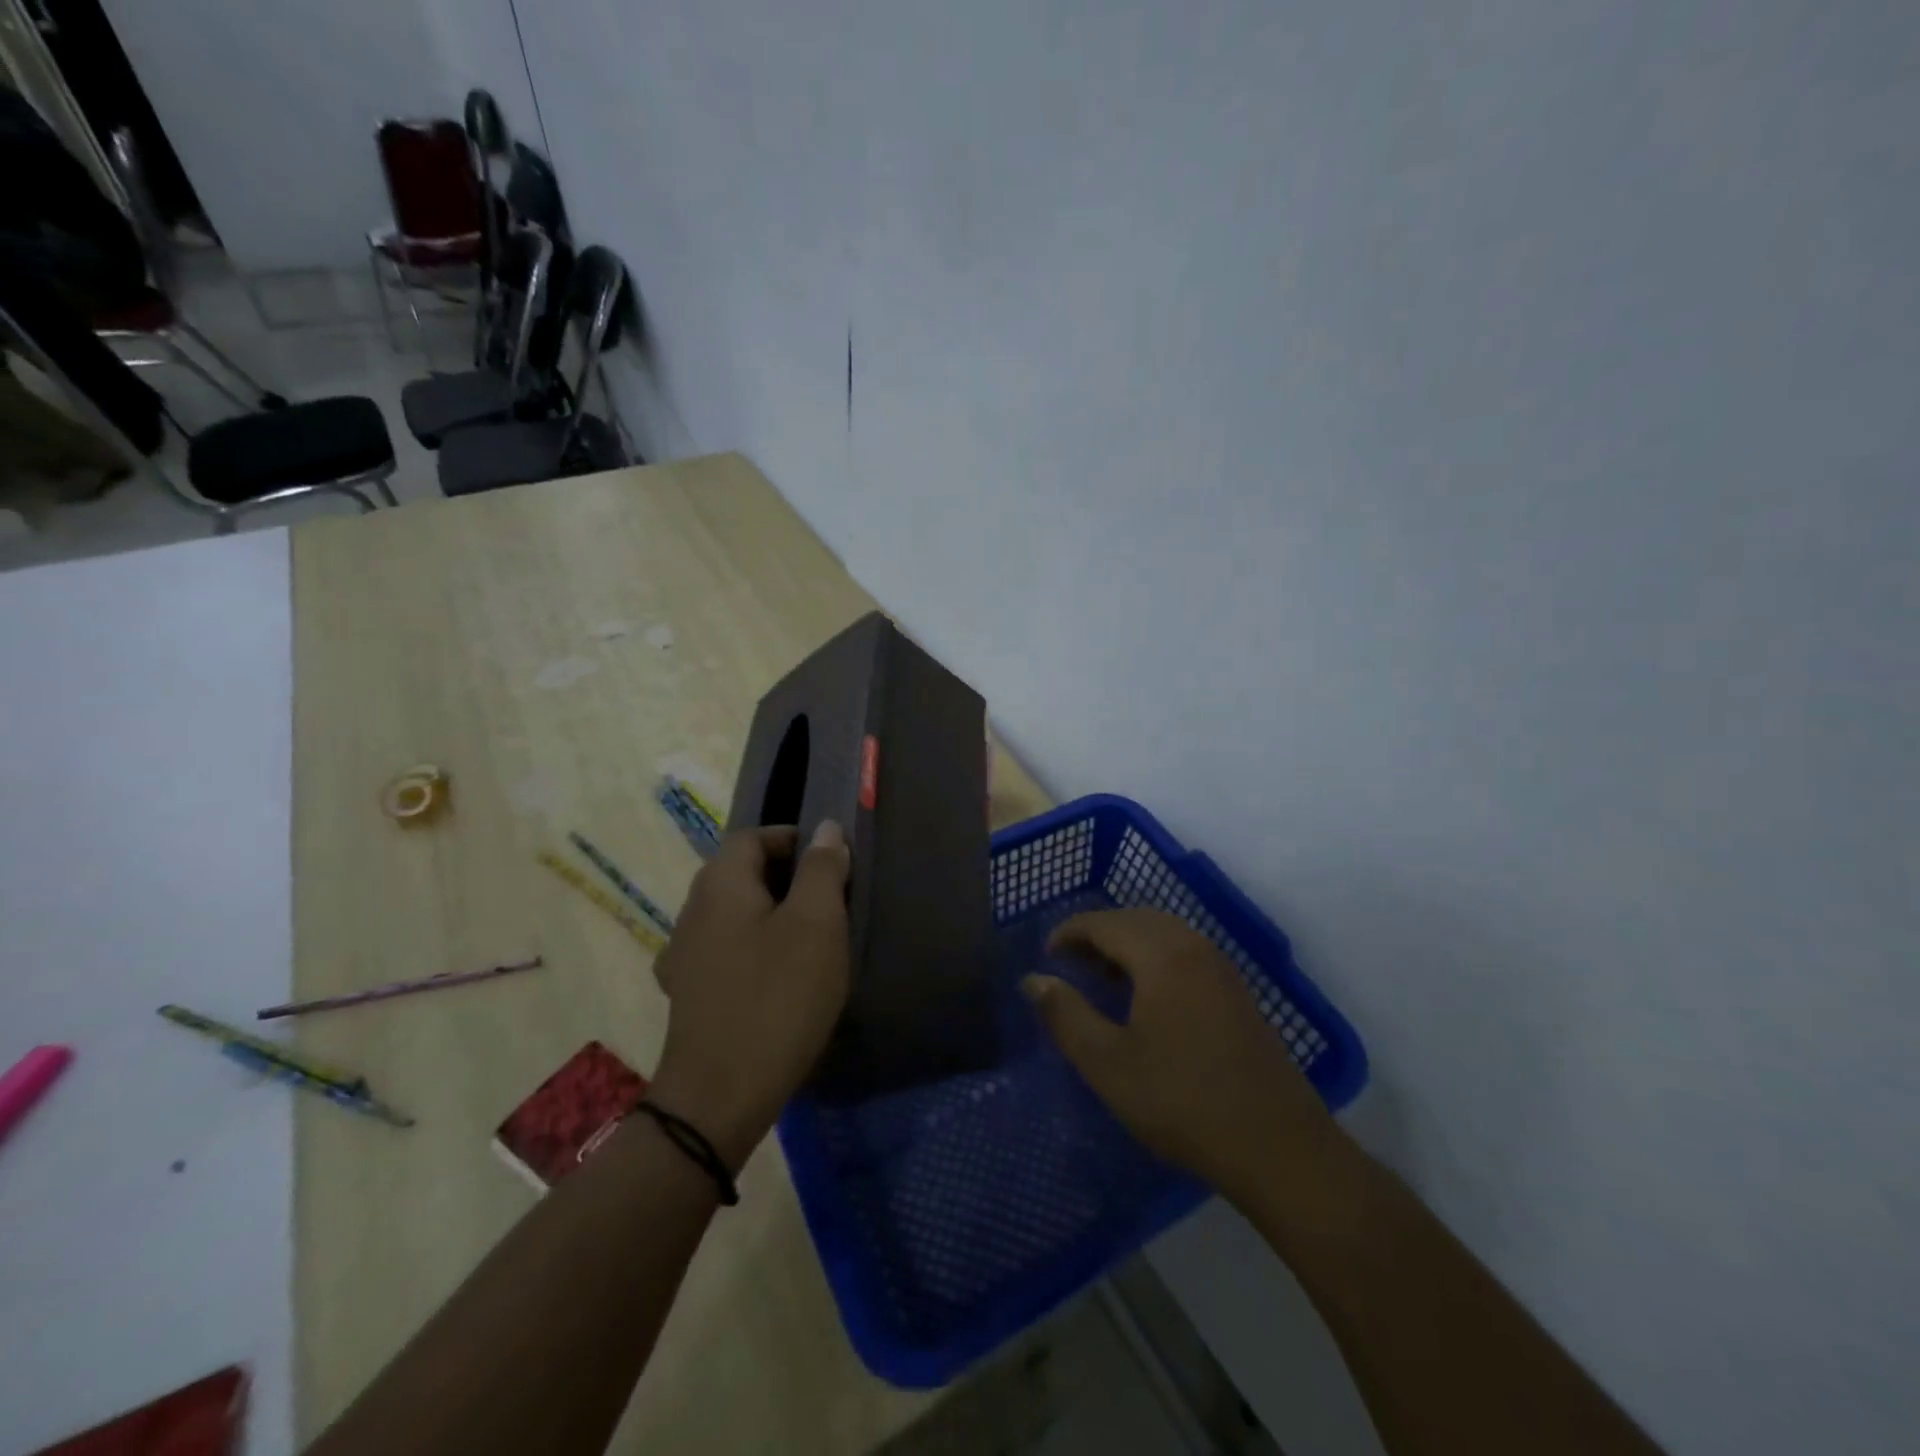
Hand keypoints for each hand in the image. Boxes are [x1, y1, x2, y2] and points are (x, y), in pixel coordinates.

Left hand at [649, 822, 850, 1169]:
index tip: (830, 861)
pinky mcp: (686, 993)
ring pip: (731, 913)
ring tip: (808, 937)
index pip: (752, 837)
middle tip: (828, 899)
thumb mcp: (817, 924)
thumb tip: (824, 829)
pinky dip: (752, 948)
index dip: (792, 839)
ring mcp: (682, 955)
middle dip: (784, 876)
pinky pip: (723, 950)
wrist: (720, 1096)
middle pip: (739, 873)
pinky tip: (774, 976)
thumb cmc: (778, 997)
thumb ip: (822, 869)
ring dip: (768, 913)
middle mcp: (692, 911)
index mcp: (720, 884)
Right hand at [1024, 908, 1334, 1202]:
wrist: (1278, 1147)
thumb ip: (1065, 1015)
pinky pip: (1185, 952)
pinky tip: (1147, 996)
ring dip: (1127, 943)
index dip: (1069, 932)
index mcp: (1161, 955)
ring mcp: (1222, 968)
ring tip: (1102, 977)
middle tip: (1069, 963)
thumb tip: (1033, 980)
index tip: (1046, 955)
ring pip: (1164, 933)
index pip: (1104, 922)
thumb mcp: (1108, 1064)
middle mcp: (1194, 947)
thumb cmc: (1182, 1101)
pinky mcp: (1237, 992)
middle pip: (1136, 919)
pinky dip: (1155, 956)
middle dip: (1098, 933)